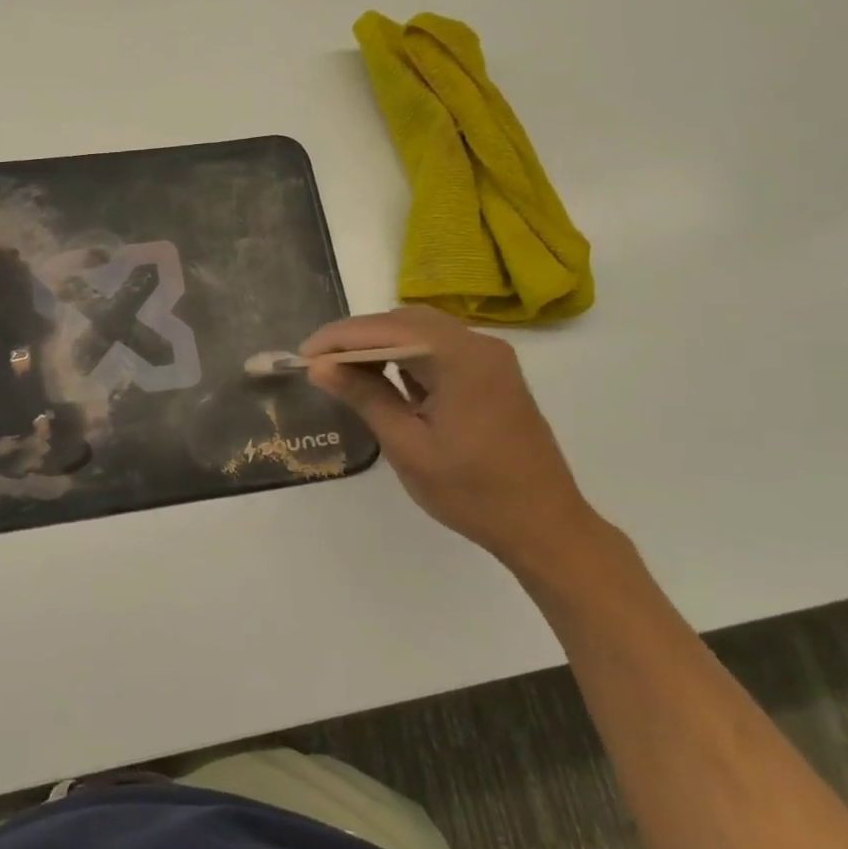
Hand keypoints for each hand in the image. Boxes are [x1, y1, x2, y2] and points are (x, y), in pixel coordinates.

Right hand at [302, 306, 597, 567]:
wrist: (545, 526)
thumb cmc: (473, 492)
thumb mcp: (408, 446)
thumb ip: (364, 396)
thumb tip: (319, 366)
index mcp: (461, 358)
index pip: (386, 330)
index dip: (339, 338)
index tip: (303, 355)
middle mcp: (479, 345)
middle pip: (404, 321)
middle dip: (357, 337)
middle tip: (319, 363)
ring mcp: (489, 358)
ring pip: (421, 332)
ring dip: (380, 345)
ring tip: (342, 370)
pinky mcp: (491, 374)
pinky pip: (439, 350)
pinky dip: (406, 357)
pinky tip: (383, 378)